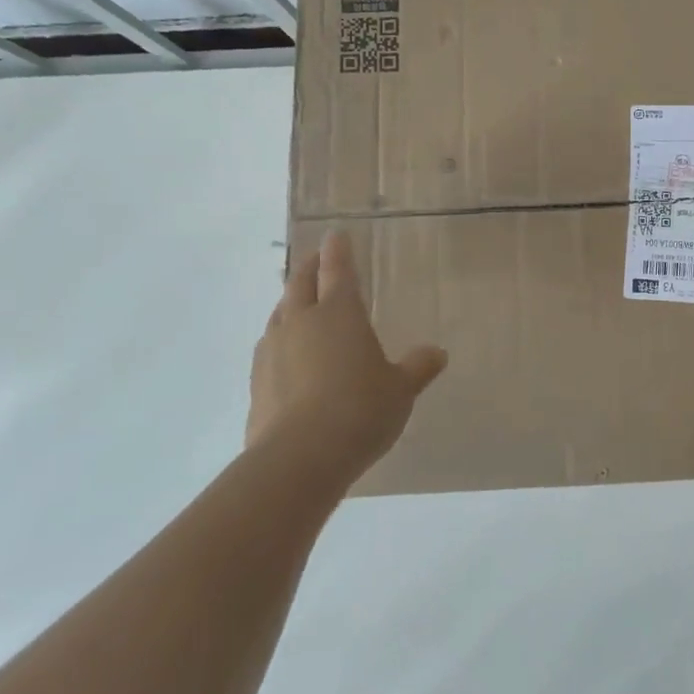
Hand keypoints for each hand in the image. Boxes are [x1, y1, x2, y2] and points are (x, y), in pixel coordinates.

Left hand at [248, 231, 447, 483]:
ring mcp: (272, 352)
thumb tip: (437, 353)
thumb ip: (418, 367)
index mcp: (339, 314)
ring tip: (298, 304)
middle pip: (299, 285)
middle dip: (308, 268)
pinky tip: (286, 355)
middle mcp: (301, 323)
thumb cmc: (361, 410)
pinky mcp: (256, 383)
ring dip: (289, 304)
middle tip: (316, 259)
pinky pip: (269, 349)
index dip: (338, 251)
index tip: (335, 235)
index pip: (338, 271)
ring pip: (279, 314)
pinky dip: (280, 342)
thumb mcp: (401, 389)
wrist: (300, 458)